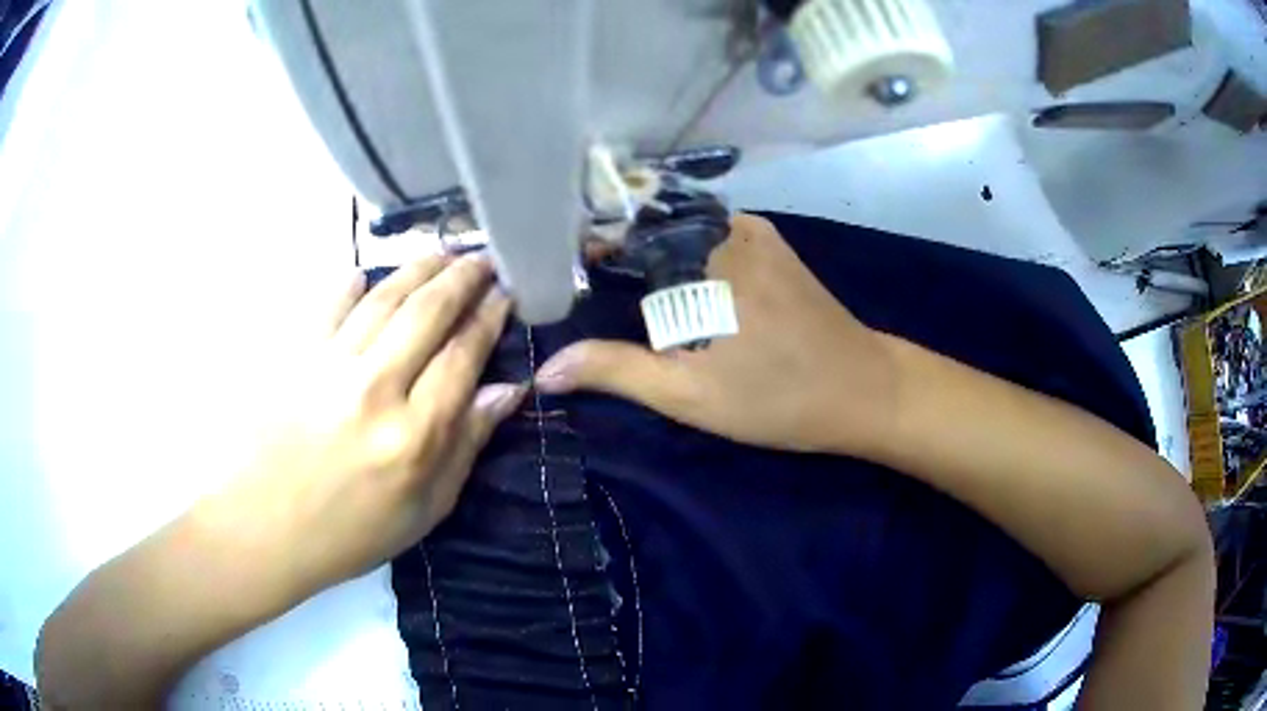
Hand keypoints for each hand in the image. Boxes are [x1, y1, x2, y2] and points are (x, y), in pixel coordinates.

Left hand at [207, 254, 524, 595]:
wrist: (264, 529)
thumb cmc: (350, 532)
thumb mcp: (424, 509)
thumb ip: (466, 445)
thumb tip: (505, 390)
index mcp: (414, 434)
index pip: (463, 355)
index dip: (489, 316)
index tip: (506, 292)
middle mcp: (375, 388)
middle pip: (428, 312)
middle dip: (462, 276)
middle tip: (482, 257)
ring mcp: (329, 366)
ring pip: (383, 299)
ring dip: (418, 269)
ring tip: (441, 253)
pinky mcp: (294, 357)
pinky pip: (329, 306)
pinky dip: (350, 285)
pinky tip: (364, 274)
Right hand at [536, 214, 895, 455]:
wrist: (863, 389)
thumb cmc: (777, 396)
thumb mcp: (689, 394)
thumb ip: (616, 372)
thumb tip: (546, 369)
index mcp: (698, 255)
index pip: (618, 230)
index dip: (585, 249)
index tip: (564, 276)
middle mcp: (722, 226)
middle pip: (647, 225)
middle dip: (616, 252)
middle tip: (590, 290)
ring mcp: (752, 230)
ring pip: (680, 226)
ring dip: (651, 250)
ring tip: (626, 288)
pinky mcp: (772, 243)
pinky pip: (712, 232)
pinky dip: (685, 249)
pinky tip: (677, 281)